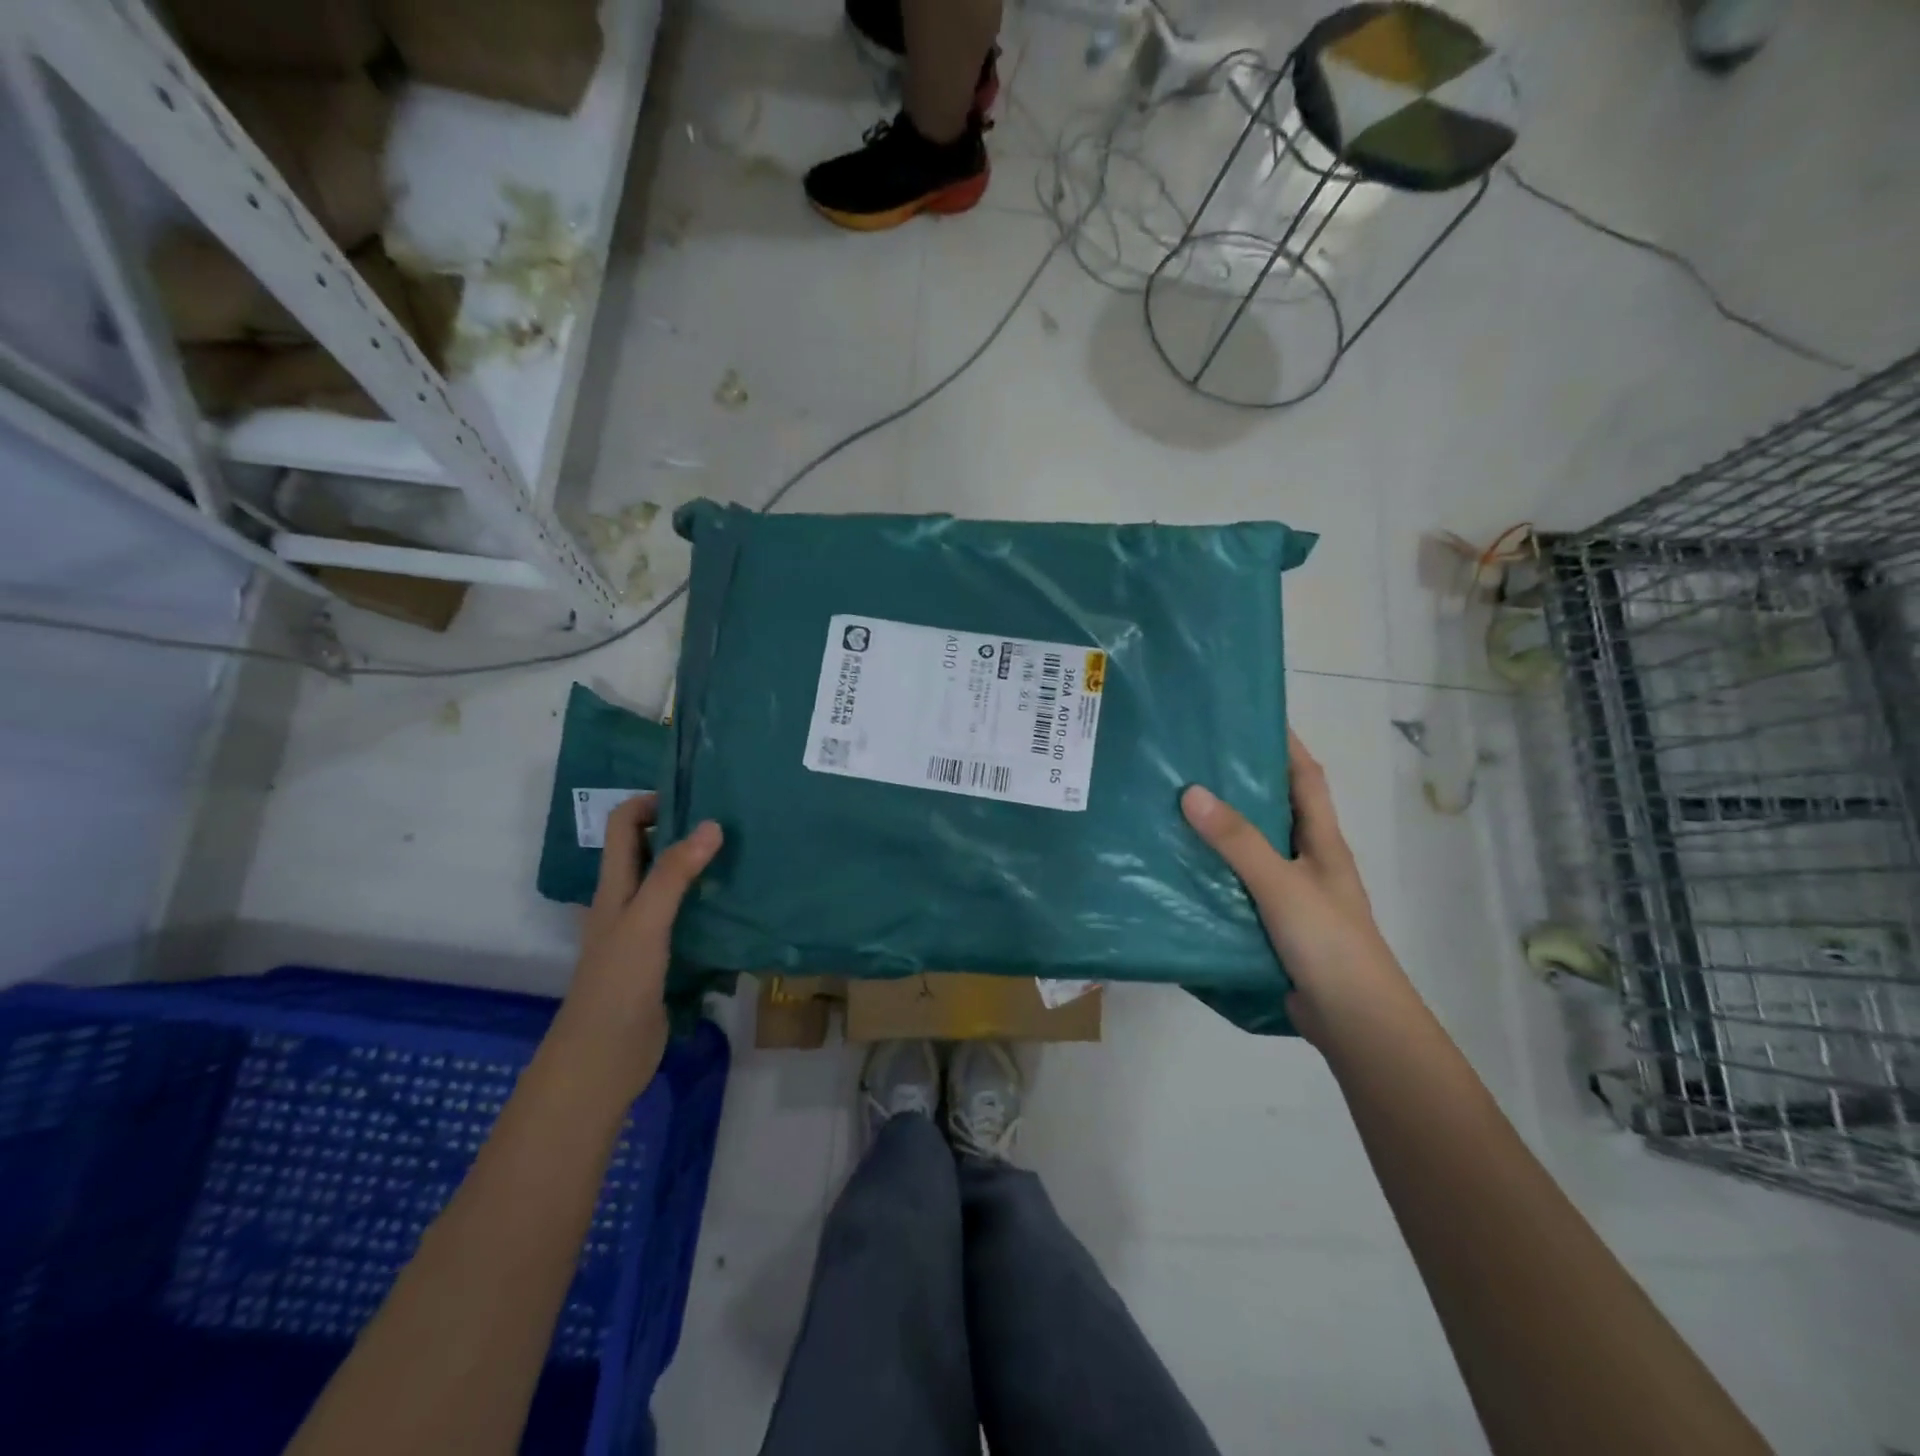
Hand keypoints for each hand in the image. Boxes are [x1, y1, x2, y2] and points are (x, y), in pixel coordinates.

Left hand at [556, 794, 722, 1098]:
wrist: (605, 1057)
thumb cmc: (619, 982)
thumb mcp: (646, 920)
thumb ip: (675, 873)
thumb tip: (712, 824)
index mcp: (615, 885)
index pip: (624, 825)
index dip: (651, 803)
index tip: (696, 798)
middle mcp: (628, 900)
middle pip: (651, 850)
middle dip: (684, 831)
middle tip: (731, 823)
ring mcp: (646, 930)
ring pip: (672, 884)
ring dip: (701, 868)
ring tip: (743, 857)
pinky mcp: (664, 956)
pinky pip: (688, 917)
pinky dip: (709, 904)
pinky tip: (738, 905)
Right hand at [1182, 732, 1405, 1041]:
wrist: (1353, 1020)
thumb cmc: (1328, 941)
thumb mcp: (1281, 884)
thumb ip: (1238, 841)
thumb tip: (1191, 791)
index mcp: (1322, 840)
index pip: (1306, 777)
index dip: (1284, 743)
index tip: (1248, 716)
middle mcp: (1307, 859)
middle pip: (1274, 808)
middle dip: (1240, 782)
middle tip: (1190, 760)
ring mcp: (1291, 893)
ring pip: (1252, 849)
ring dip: (1221, 829)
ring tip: (1173, 806)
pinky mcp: (1272, 922)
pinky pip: (1239, 885)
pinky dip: (1214, 872)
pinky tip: (1181, 868)